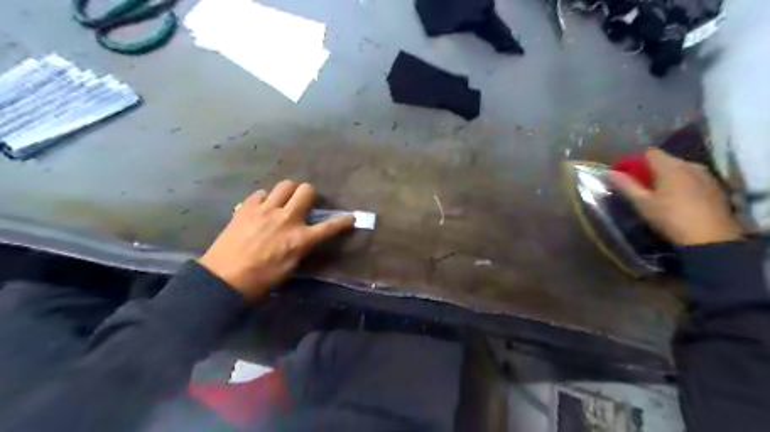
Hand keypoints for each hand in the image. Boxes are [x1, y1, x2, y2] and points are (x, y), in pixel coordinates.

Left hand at [197, 180, 354, 298]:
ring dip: (288, 192)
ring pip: (285, 185)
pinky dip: (264, 199)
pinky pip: (261, 193)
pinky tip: (261, 208)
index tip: (351, 218)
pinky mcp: (247, 207)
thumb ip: (301, 246)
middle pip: (306, 191)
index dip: (344, 221)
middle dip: (310, 194)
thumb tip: (303, 236)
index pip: (330, 226)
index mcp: (300, 238)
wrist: (224, 278)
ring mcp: (266, 210)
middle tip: (305, 202)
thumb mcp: (290, 266)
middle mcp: (287, 218)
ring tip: (283, 201)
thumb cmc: (262, 279)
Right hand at [605, 147, 743, 245]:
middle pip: (665, 160)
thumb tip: (606, 172)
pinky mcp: (716, 187)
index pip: (649, 152)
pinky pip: (693, 178)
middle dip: (651, 170)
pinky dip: (682, 184)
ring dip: (667, 177)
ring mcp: (706, 175)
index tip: (626, 175)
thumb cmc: (670, 218)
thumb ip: (625, 185)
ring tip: (658, 195)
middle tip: (640, 188)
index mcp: (670, 166)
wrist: (711, 239)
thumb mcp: (642, 203)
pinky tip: (677, 201)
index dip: (635, 161)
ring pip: (680, 169)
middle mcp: (690, 165)